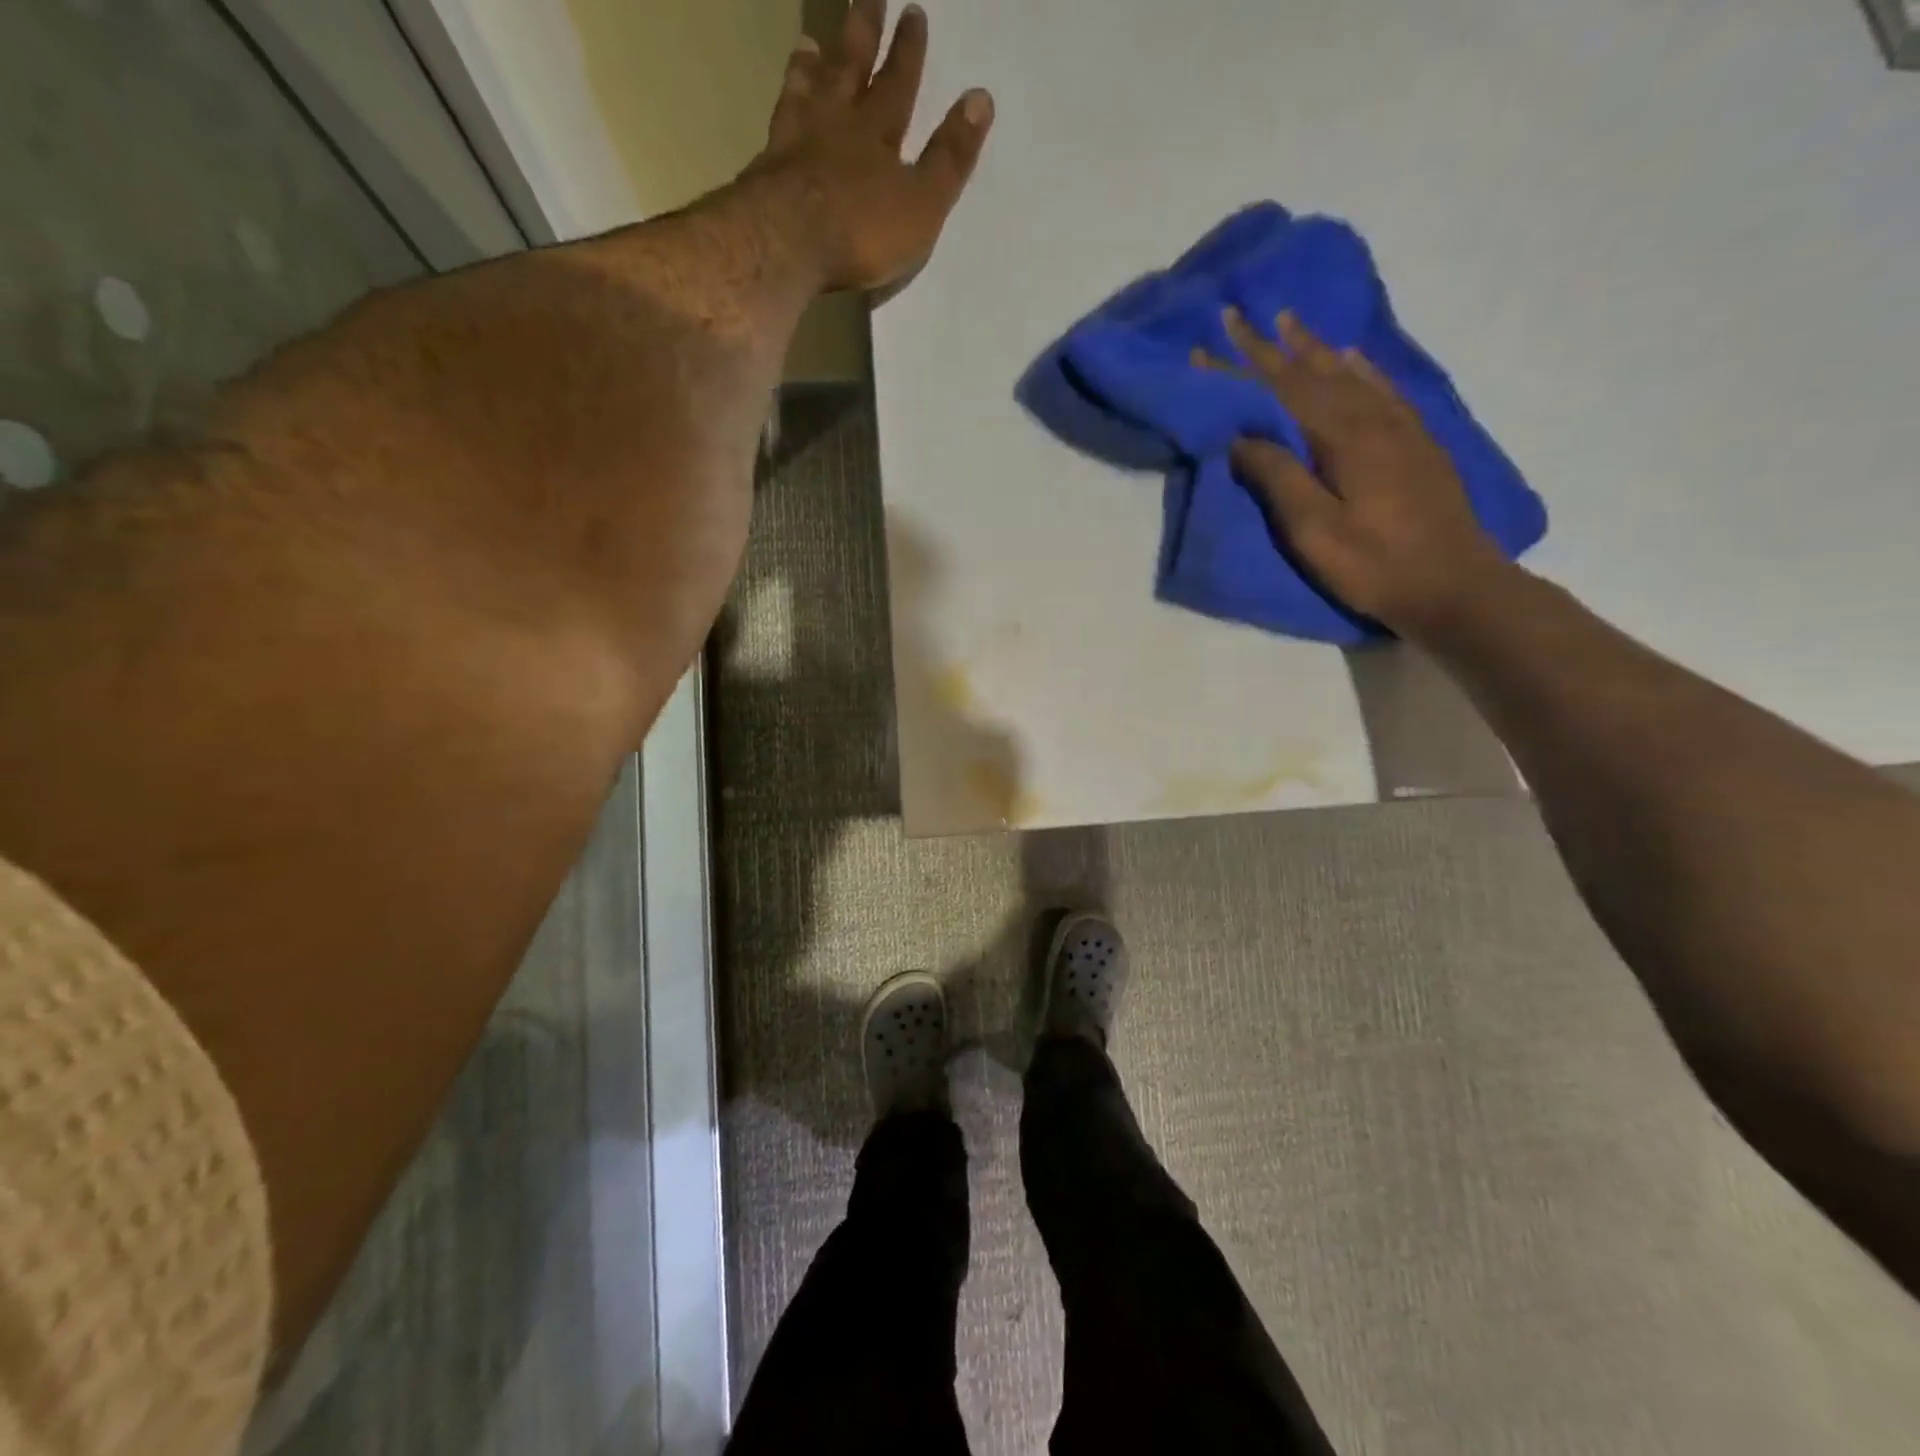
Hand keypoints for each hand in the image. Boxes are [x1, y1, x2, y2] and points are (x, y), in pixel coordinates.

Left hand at [746, 0, 993, 296]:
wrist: (788, 243)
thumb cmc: (862, 230)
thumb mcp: (922, 204)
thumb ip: (950, 158)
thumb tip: (981, 98)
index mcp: (879, 133)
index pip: (898, 83)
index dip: (908, 51)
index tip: (914, 13)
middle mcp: (837, 123)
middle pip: (850, 68)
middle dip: (863, 33)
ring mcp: (797, 141)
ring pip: (807, 90)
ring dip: (811, 66)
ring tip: (810, 44)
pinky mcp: (767, 167)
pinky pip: (778, 122)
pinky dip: (783, 105)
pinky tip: (781, 101)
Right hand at [1216, 310, 1515, 636]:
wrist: (1455, 585)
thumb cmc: (1374, 565)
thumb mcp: (1314, 530)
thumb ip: (1278, 477)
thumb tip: (1241, 436)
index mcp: (1340, 437)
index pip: (1279, 391)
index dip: (1241, 368)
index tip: (1209, 343)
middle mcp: (1370, 418)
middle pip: (1311, 372)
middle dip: (1270, 346)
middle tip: (1239, 316)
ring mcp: (1398, 427)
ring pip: (1346, 373)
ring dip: (1312, 347)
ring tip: (1288, 322)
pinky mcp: (1416, 442)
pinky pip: (1382, 389)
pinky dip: (1359, 368)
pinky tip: (1351, 357)